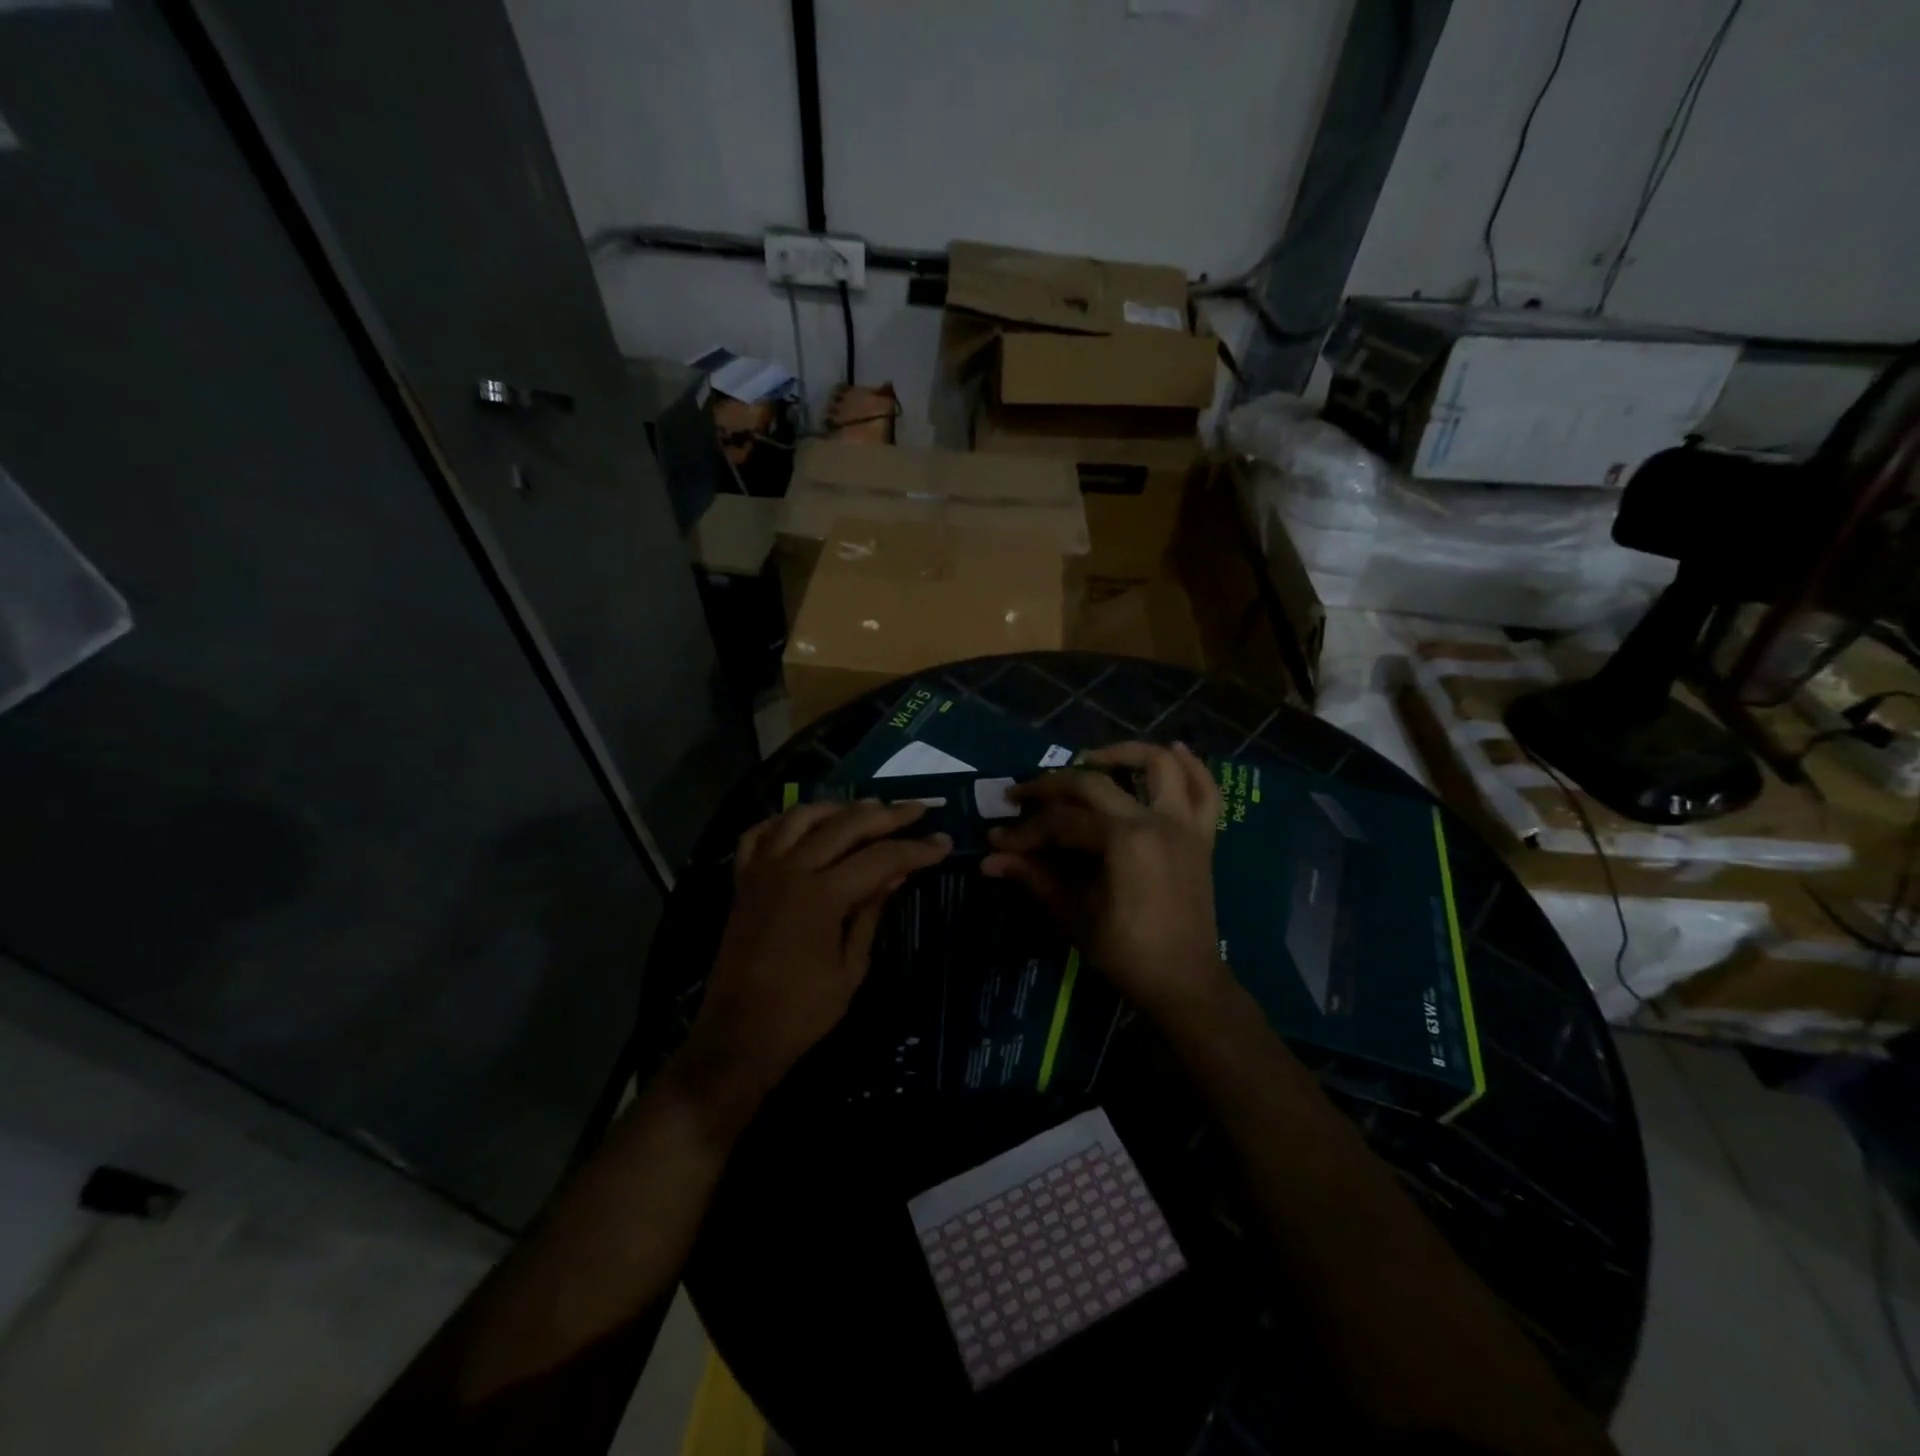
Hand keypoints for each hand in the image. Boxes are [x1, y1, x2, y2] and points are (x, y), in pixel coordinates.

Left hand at [686, 801, 950, 1104]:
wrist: (738, 1036)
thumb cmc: (802, 1011)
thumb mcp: (851, 967)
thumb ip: (871, 912)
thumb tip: (896, 874)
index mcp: (822, 895)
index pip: (880, 859)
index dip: (915, 849)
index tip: (943, 842)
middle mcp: (791, 870)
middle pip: (845, 825)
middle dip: (886, 815)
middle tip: (917, 809)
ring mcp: (762, 871)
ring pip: (802, 817)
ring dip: (838, 807)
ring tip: (867, 808)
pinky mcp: (742, 881)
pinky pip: (759, 834)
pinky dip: (783, 821)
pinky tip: (804, 822)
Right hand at [982, 742, 1228, 1019]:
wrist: (1185, 982)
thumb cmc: (1127, 953)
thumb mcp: (1074, 916)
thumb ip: (1035, 878)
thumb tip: (990, 860)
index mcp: (1123, 842)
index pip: (1061, 823)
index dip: (1025, 831)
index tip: (998, 840)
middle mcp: (1154, 821)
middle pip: (1094, 784)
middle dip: (1052, 786)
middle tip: (1023, 794)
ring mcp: (1183, 825)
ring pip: (1159, 766)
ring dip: (1124, 753)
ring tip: (1091, 759)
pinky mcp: (1202, 836)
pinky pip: (1206, 791)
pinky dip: (1193, 766)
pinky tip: (1174, 750)